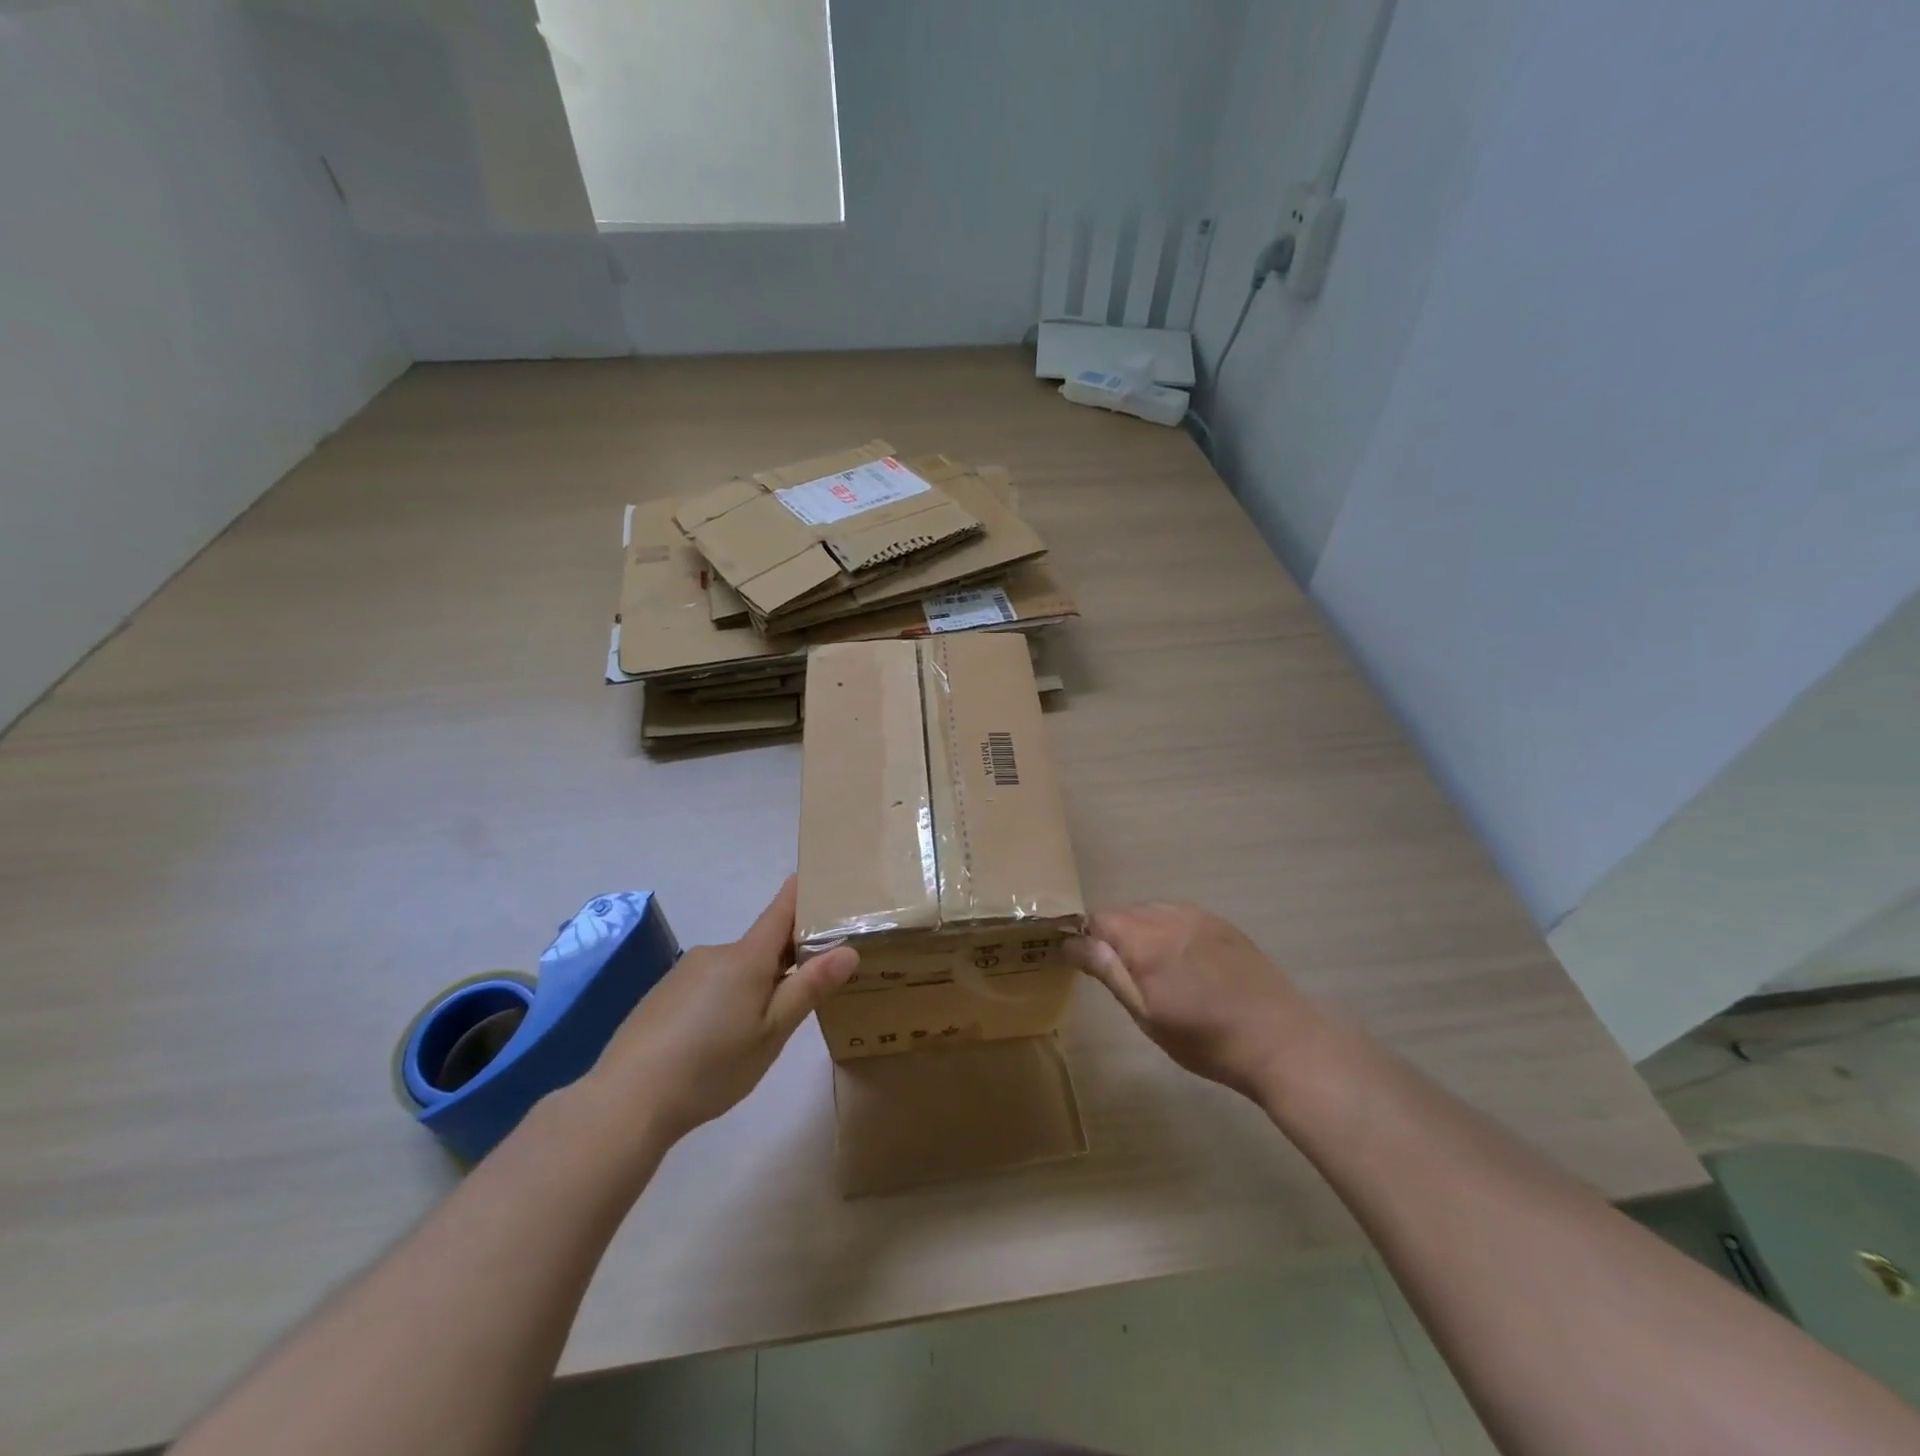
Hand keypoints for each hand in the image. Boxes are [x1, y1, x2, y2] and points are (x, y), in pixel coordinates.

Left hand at [590, 877, 857, 1142]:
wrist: (626, 1101)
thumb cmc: (711, 1066)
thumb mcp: (772, 1033)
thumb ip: (809, 988)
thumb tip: (848, 950)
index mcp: (747, 957)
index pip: (782, 909)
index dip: (804, 893)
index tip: (824, 883)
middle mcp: (716, 953)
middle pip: (762, 945)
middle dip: (787, 960)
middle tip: (808, 993)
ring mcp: (685, 972)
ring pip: (735, 970)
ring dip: (753, 986)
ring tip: (759, 1032)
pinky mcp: (663, 995)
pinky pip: (708, 986)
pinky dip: (723, 1001)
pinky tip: (716, 1042)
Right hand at [1066, 903, 1322, 1100]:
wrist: (1280, 1042)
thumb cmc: (1206, 1039)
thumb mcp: (1147, 1016)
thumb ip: (1109, 972)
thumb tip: (1070, 942)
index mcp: (1147, 939)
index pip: (1097, 920)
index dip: (1085, 938)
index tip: (1085, 964)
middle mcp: (1171, 916)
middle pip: (1124, 913)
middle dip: (1112, 936)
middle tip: (1121, 975)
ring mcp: (1200, 917)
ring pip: (1152, 912)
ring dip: (1141, 932)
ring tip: (1152, 970)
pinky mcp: (1222, 924)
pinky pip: (1179, 916)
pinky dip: (1168, 931)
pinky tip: (1182, 963)